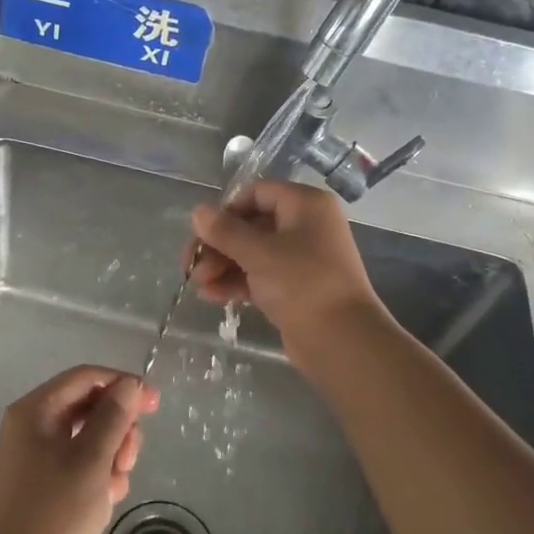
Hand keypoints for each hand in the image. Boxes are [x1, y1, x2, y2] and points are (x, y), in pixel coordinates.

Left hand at [0, 367, 157, 533]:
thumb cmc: (54, 515)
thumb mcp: (91, 459)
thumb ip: (113, 416)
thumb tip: (129, 385)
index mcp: (34, 411)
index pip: (85, 378)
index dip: (122, 384)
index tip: (155, 405)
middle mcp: (30, 429)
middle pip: (87, 408)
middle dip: (117, 428)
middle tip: (129, 459)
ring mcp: (34, 461)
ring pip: (87, 440)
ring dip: (111, 455)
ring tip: (118, 485)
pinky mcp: (42, 491)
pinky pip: (79, 468)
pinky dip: (98, 477)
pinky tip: (107, 501)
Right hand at [186, 180, 386, 354]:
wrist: (343, 341)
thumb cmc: (302, 283)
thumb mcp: (259, 253)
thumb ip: (225, 231)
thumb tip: (198, 211)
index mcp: (305, 205)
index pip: (257, 193)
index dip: (227, 210)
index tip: (202, 232)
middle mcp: (305, 226)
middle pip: (251, 224)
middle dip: (218, 244)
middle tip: (191, 265)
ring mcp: (301, 258)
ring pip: (252, 252)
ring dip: (222, 265)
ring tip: (198, 285)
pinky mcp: (295, 288)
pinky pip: (259, 276)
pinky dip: (236, 282)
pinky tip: (212, 296)